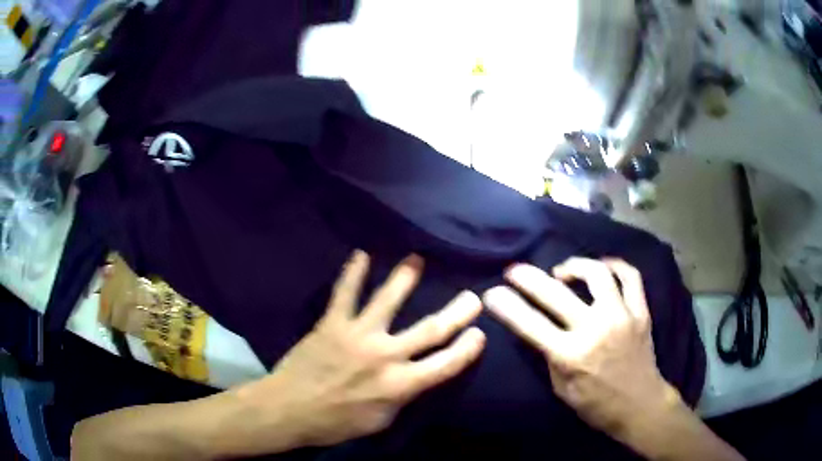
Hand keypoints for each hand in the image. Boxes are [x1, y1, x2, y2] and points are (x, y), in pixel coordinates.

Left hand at [239, 250, 485, 447]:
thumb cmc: (336, 422)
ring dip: (405, 278)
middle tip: (472, 297)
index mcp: (400, 385)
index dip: (467, 349)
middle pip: (429, 329)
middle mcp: (385, 356)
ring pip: (387, 300)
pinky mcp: (332, 323)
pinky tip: (361, 253)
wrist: (289, 409)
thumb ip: (402, 396)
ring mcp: (358, 335)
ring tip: (416, 259)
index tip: (480, 333)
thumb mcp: (380, 421)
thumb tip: (416, 376)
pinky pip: (344, 293)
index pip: (446, 364)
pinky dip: (352, 272)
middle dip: (456, 313)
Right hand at [483, 258, 678, 437]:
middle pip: (557, 294)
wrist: (639, 405)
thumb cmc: (596, 404)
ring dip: (575, 266)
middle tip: (515, 270)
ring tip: (562, 272)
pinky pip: (631, 277)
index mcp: (571, 355)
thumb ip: (550, 357)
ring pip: (598, 274)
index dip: (507, 306)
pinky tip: (603, 268)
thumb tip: (537, 330)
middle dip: (528, 278)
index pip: (530, 324)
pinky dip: (615, 266)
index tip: (492, 293)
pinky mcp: (641, 311)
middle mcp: (596, 329)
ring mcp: (622, 316)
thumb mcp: (562, 389)